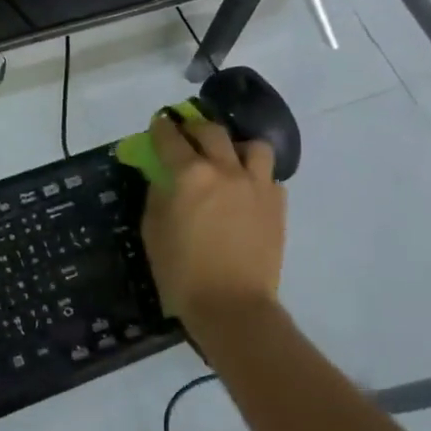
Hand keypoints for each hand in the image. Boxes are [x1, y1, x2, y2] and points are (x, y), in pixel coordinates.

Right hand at [141, 110, 285, 333]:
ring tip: (229, 158)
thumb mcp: (153, 232)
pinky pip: (269, 177)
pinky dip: (257, 177)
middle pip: (211, 131)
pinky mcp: (277, 205)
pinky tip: (247, 191)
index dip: (162, 127)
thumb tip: (162, 177)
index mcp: (189, 174)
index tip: (159, 123)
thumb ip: (156, 195)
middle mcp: (225, 170)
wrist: (233, 307)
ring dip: (237, 146)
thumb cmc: (182, 273)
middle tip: (188, 135)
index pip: (171, 138)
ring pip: (253, 145)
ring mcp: (256, 185)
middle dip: (195, 127)